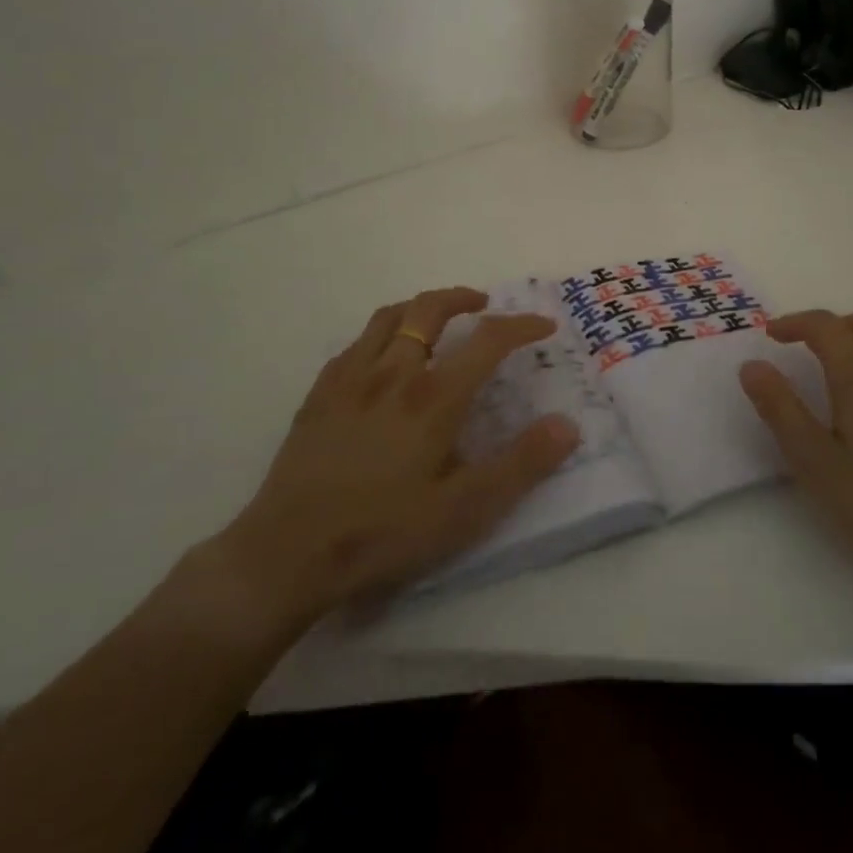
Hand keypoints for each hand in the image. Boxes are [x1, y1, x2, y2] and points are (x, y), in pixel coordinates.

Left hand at [212, 287, 579, 637]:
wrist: (286, 553)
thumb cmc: (382, 533)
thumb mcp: (464, 511)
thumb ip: (520, 465)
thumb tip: (567, 425)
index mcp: (434, 396)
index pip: (488, 340)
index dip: (521, 325)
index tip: (543, 325)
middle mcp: (394, 372)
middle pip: (431, 308)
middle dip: (463, 298)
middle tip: (484, 306)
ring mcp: (351, 378)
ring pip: (390, 317)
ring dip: (421, 307)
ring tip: (437, 319)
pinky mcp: (319, 394)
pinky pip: (355, 344)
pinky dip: (381, 334)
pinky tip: (382, 357)